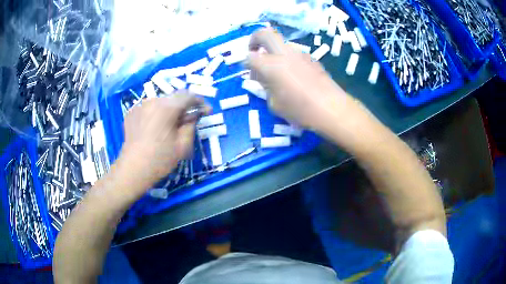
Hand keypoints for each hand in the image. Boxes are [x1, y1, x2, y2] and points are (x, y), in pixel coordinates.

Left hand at [118, 92, 209, 189]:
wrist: (133, 170)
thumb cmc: (160, 159)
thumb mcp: (182, 145)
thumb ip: (191, 125)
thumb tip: (194, 115)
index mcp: (166, 108)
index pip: (188, 96)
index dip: (199, 101)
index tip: (206, 110)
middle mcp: (152, 101)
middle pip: (173, 97)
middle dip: (184, 106)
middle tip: (189, 119)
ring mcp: (140, 106)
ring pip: (160, 102)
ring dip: (169, 109)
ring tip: (171, 124)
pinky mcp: (131, 113)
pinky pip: (148, 108)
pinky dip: (156, 114)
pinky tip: (156, 127)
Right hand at [246, 28, 359, 131]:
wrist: (331, 108)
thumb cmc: (299, 110)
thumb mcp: (274, 104)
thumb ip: (266, 87)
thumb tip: (263, 78)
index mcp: (270, 65)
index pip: (250, 57)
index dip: (245, 63)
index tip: (248, 70)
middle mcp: (283, 54)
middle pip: (265, 34)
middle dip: (255, 39)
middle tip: (254, 51)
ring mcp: (299, 54)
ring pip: (281, 44)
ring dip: (273, 52)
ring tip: (276, 71)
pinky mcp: (311, 59)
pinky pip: (294, 54)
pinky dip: (287, 60)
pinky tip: (293, 76)